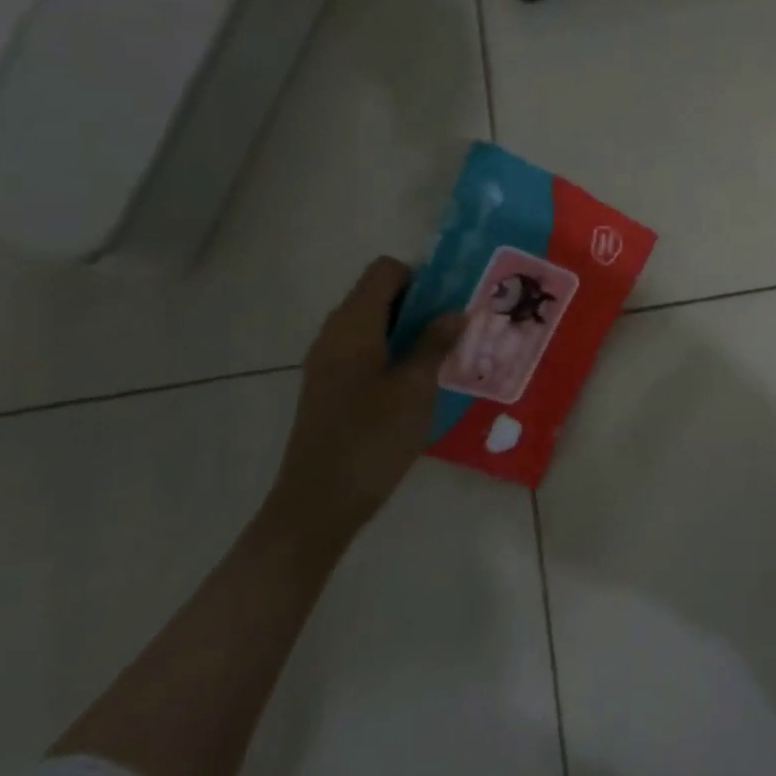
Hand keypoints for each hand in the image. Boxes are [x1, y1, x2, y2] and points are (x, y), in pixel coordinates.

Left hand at [265, 257, 464, 544]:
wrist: (318, 504)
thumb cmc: (371, 439)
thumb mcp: (415, 390)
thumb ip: (434, 345)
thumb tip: (456, 312)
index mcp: (353, 326)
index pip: (385, 271)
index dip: (421, 277)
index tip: (452, 302)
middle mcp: (335, 334)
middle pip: (378, 294)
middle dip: (421, 303)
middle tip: (458, 328)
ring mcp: (328, 361)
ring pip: (373, 324)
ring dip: (409, 329)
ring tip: (445, 354)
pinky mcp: (330, 386)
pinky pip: (365, 349)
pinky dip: (393, 351)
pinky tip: (419, 380)